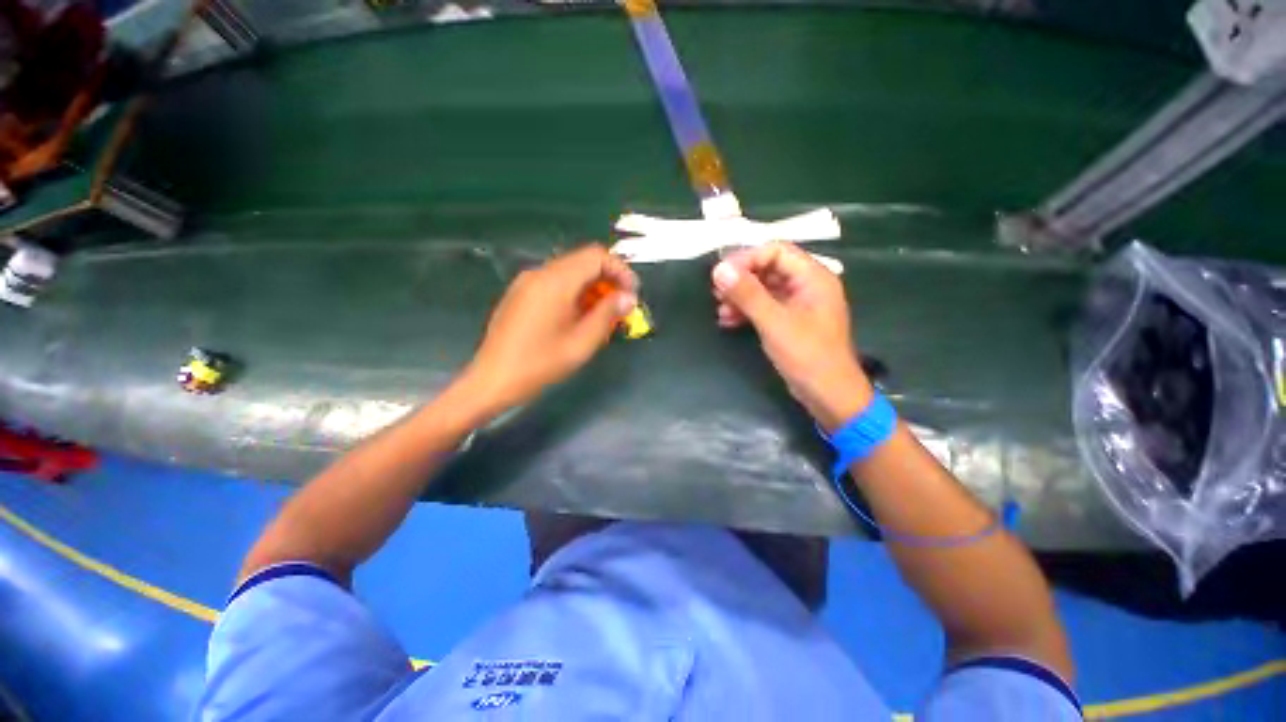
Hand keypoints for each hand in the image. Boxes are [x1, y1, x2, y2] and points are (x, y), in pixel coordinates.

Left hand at [463, 244, 637, 413]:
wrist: (492, 381)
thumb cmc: (540, 364)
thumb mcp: (582, 343)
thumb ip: (608, 314)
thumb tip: (628, 297)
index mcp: (555, 281)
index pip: (596, 256)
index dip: (620, 270)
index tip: (632, 294)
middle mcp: (539, 273)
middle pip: (583, 262)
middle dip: (607, 281)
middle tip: (620, 308)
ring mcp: (526, 282)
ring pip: (569, 273)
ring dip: (591, 288)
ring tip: (602, 317)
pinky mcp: (520, 294)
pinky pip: (555, 283)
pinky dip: (574, 294)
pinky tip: (578, 318)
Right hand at [712, 242, 871, 429]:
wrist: (828, 394)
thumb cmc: (807, 355)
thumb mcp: (774, 322)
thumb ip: (747, 294)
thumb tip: (719, 269)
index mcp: (813, 277)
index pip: (776, 251)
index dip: (747, 259)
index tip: (721, 274)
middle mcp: (807, 285)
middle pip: (768, 269)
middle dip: (741, 280)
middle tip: (717, 293)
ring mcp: (799, 305)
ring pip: (764, 289)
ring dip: (741, 297)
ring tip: (720, 310)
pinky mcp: (790, 322)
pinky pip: (765, 307)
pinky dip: (747, 311)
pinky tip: (728, 321)